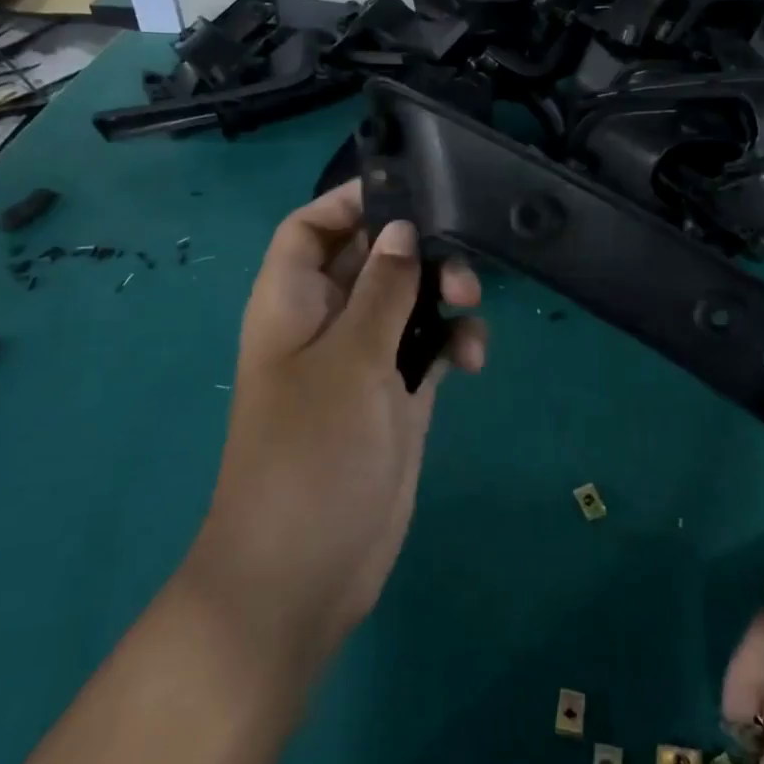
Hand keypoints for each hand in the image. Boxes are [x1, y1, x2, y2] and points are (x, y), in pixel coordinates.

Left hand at [185, 180, 486, 667]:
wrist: (305, 571)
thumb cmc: (312, 454)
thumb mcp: (349, 360)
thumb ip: (382, 290)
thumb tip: (403, 230)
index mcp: (291, 302)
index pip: (311, 228)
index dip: (350, 202)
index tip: (410, 191)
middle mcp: (326, 322)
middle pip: (372, 258)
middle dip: (416, 250)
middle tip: (459, 261)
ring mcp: (363, 361)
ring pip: (408, 301)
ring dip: (442, 295)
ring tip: (471, 306)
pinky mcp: (396, 397)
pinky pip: (428, 348)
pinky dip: (451, 343)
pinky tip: (473, 360)